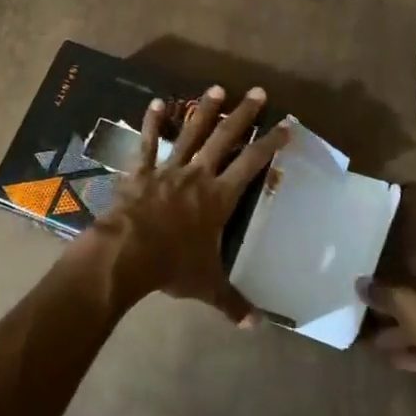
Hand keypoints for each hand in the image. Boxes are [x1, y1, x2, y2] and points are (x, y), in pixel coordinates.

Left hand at [82, 86, 287, 322]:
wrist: (127, 253)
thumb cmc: (172, 266)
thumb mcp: (207, 286)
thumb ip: (233, 303)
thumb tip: (257, 328)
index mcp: (219, 198)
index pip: (252, 164)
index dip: (271, 144)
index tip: (287, 125)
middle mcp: (198, 176)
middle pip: (226, 139)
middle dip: (244, 115)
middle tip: (258, 91)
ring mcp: (169, 170)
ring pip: (191, 133)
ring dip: (205, 110)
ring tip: (217, 87)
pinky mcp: (141, 171)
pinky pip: (149, 143)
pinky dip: (153, 123)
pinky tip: (156, 102)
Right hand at [358, 252, 415, 387]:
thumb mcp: (410, 309)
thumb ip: (386, 295)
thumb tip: (360, 282)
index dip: (414, 263)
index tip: (391, 271)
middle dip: (400, 303)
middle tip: (373, 309)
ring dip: (404, 331)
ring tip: (375, 339)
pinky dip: (415, 352)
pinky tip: (393, 360)